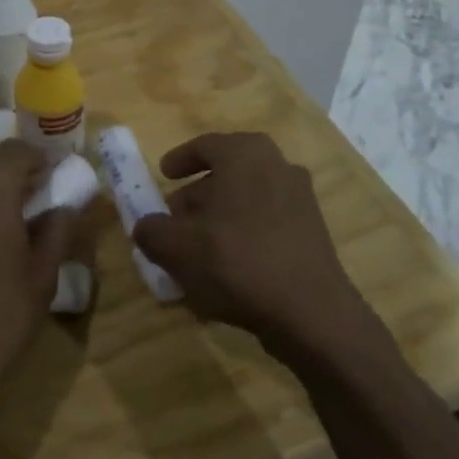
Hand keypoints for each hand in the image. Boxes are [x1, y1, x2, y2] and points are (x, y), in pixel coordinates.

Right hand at [133, 133, 395, 366]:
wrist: (311, 313)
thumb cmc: (237, 262)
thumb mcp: (177, 248)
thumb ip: (152, 231)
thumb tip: (145, 226)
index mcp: (245, 154)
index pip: (205, 145)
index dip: (179, 160)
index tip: (163, 175)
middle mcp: (277, 165)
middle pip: (228, 172)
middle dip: (198, 194)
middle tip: (176, 217)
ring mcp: (300, 197)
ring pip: (248, 198)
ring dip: (221, 215)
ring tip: (197, 247)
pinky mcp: (313, 230)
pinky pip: (267, 221)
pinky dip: (244, 233)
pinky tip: (228, 266)